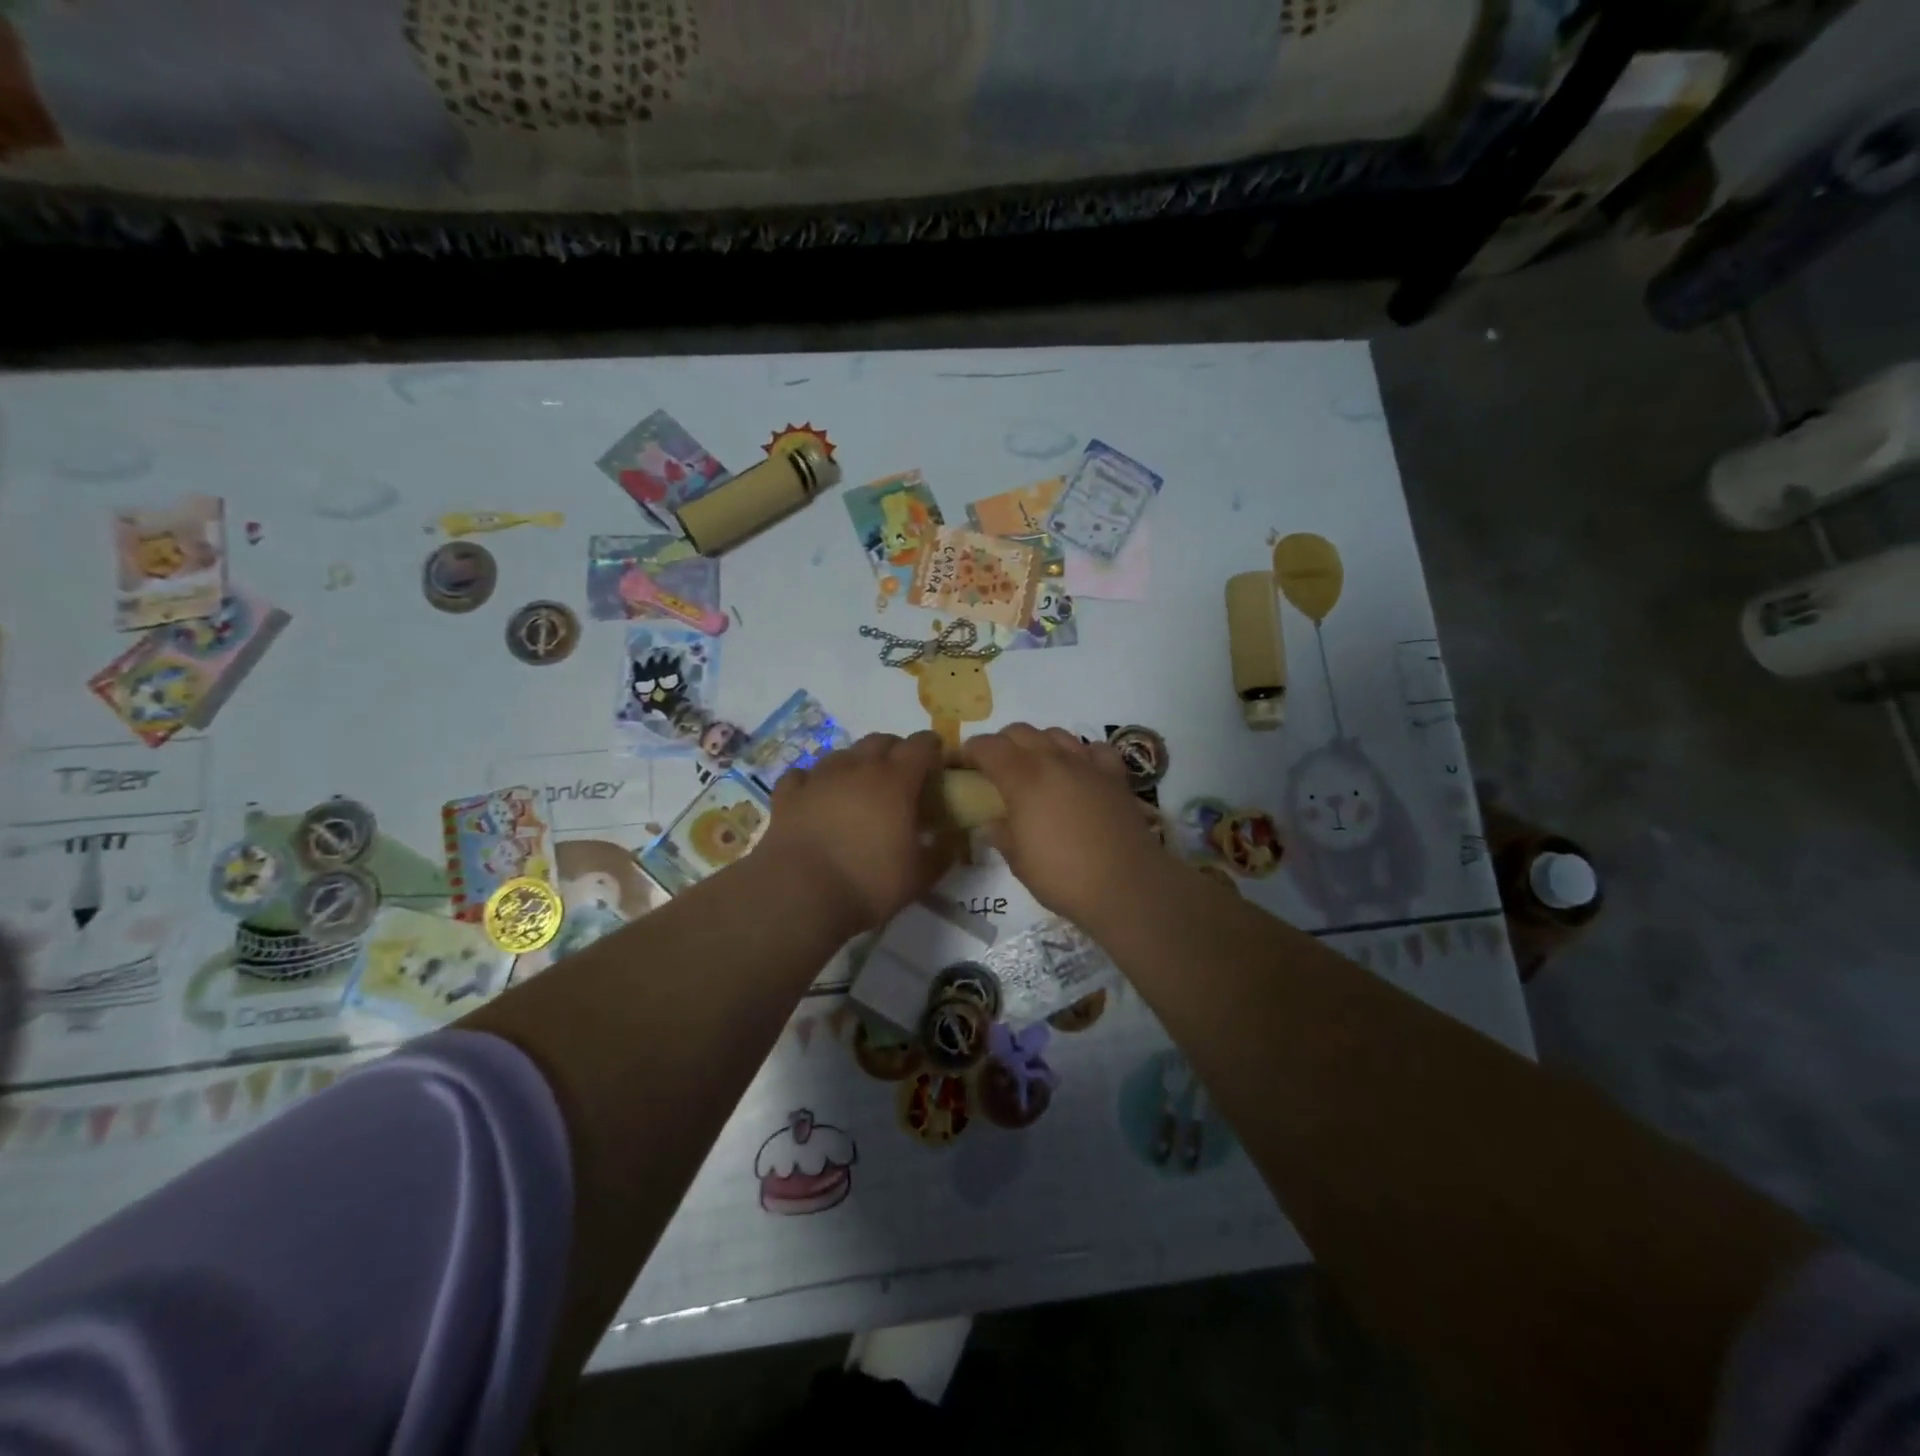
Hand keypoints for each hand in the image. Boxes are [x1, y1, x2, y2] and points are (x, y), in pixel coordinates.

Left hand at [758, 731, 950, 935]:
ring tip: (858, 788)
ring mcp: (819, 777)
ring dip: (856, 764)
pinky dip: (813, 781)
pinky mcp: (789, 795)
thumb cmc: (869, 883)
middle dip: (895, 751)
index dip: (932, 748)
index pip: (921, 745)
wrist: (800, 894)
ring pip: (842, 753)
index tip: (936, 762)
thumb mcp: (920, 877)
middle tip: (900, 777)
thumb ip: (941, 854)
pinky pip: (803, 775)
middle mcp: (858, 768)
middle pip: (880, 740)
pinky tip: (816, 797)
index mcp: (896, 781)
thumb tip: (951, 842)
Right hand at [963, 724, 1164, 927]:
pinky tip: (1079, 771)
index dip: (970, 751)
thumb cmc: (1063, 876)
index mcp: (1022, 778)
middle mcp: (1053, 760)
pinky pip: (1094, 749)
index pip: (987, 746)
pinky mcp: (1115, 776)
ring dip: (1039, 743)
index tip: (962, 764)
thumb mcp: (1019, 861)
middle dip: (1002, 743)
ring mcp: (1087, 764)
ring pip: (1056, 734)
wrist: (1126, 885)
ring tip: (1036, 766)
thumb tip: (991, 823)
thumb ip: (1001, 834)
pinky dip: (1081, 754)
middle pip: (1020, 732)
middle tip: (995, 767)